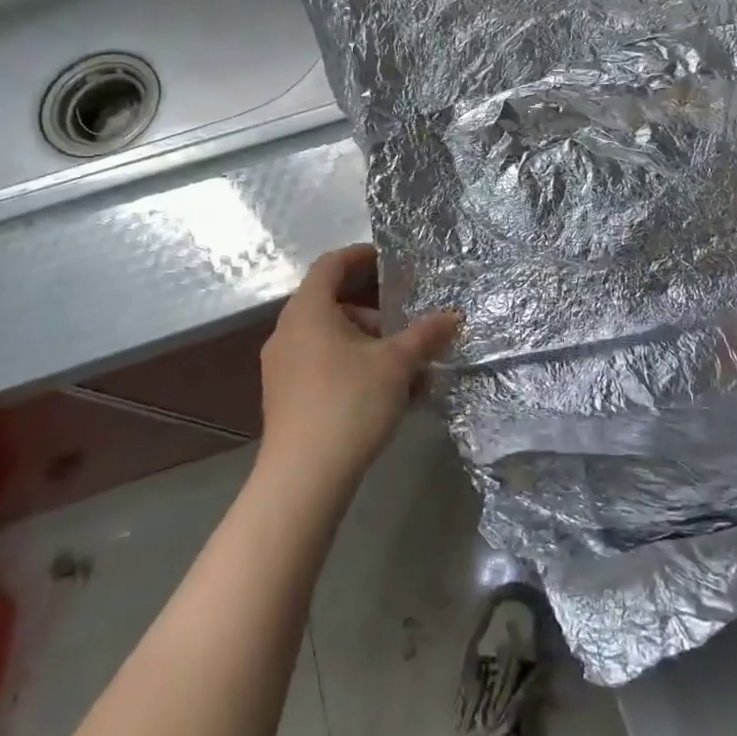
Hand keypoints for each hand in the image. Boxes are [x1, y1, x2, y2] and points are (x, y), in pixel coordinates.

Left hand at [257, 244, 458, 486]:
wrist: (303, 479)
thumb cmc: (349, 403)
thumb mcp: (397, 364)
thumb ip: (426, 335)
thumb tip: (454, 316)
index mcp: (308, 311)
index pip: (330, 265)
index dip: (359, 256)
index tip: (388, 259)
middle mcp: (288, 332)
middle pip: (333, 304)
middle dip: (374, 311)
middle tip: (406, 326)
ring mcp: (282, 367)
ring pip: (330, 339)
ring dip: (368, 345)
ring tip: (405, 369)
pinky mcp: (285, 397)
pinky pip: (323, 366)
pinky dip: (353, 367)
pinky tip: (386, 395)